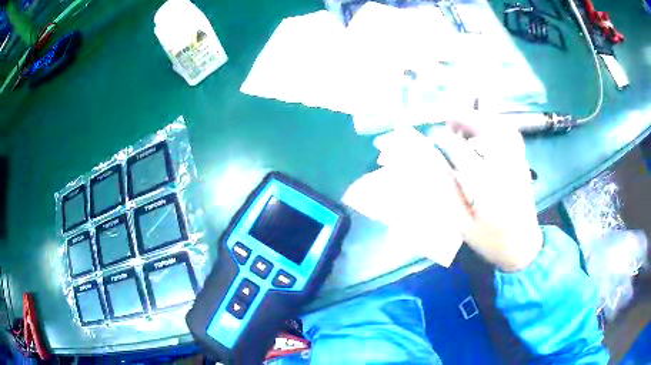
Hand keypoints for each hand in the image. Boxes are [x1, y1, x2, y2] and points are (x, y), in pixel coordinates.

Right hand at [430, 114, 542, 271]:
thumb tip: (434, 166)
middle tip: (449, 119)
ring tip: (466, 119)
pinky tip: (488, 127)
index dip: (444, 139)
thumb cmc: (492, 241)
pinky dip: (498, 124)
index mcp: (486, 186)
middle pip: (486, 129)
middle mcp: (504, 168)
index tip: (433, 136)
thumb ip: (448, 194)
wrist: (523, 248)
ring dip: (482, 117)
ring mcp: (516, 163)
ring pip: (502, 127)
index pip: (461, 151)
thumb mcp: (463, 226)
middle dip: (465, 118)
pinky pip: (512, 134)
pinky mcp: (523, 164)